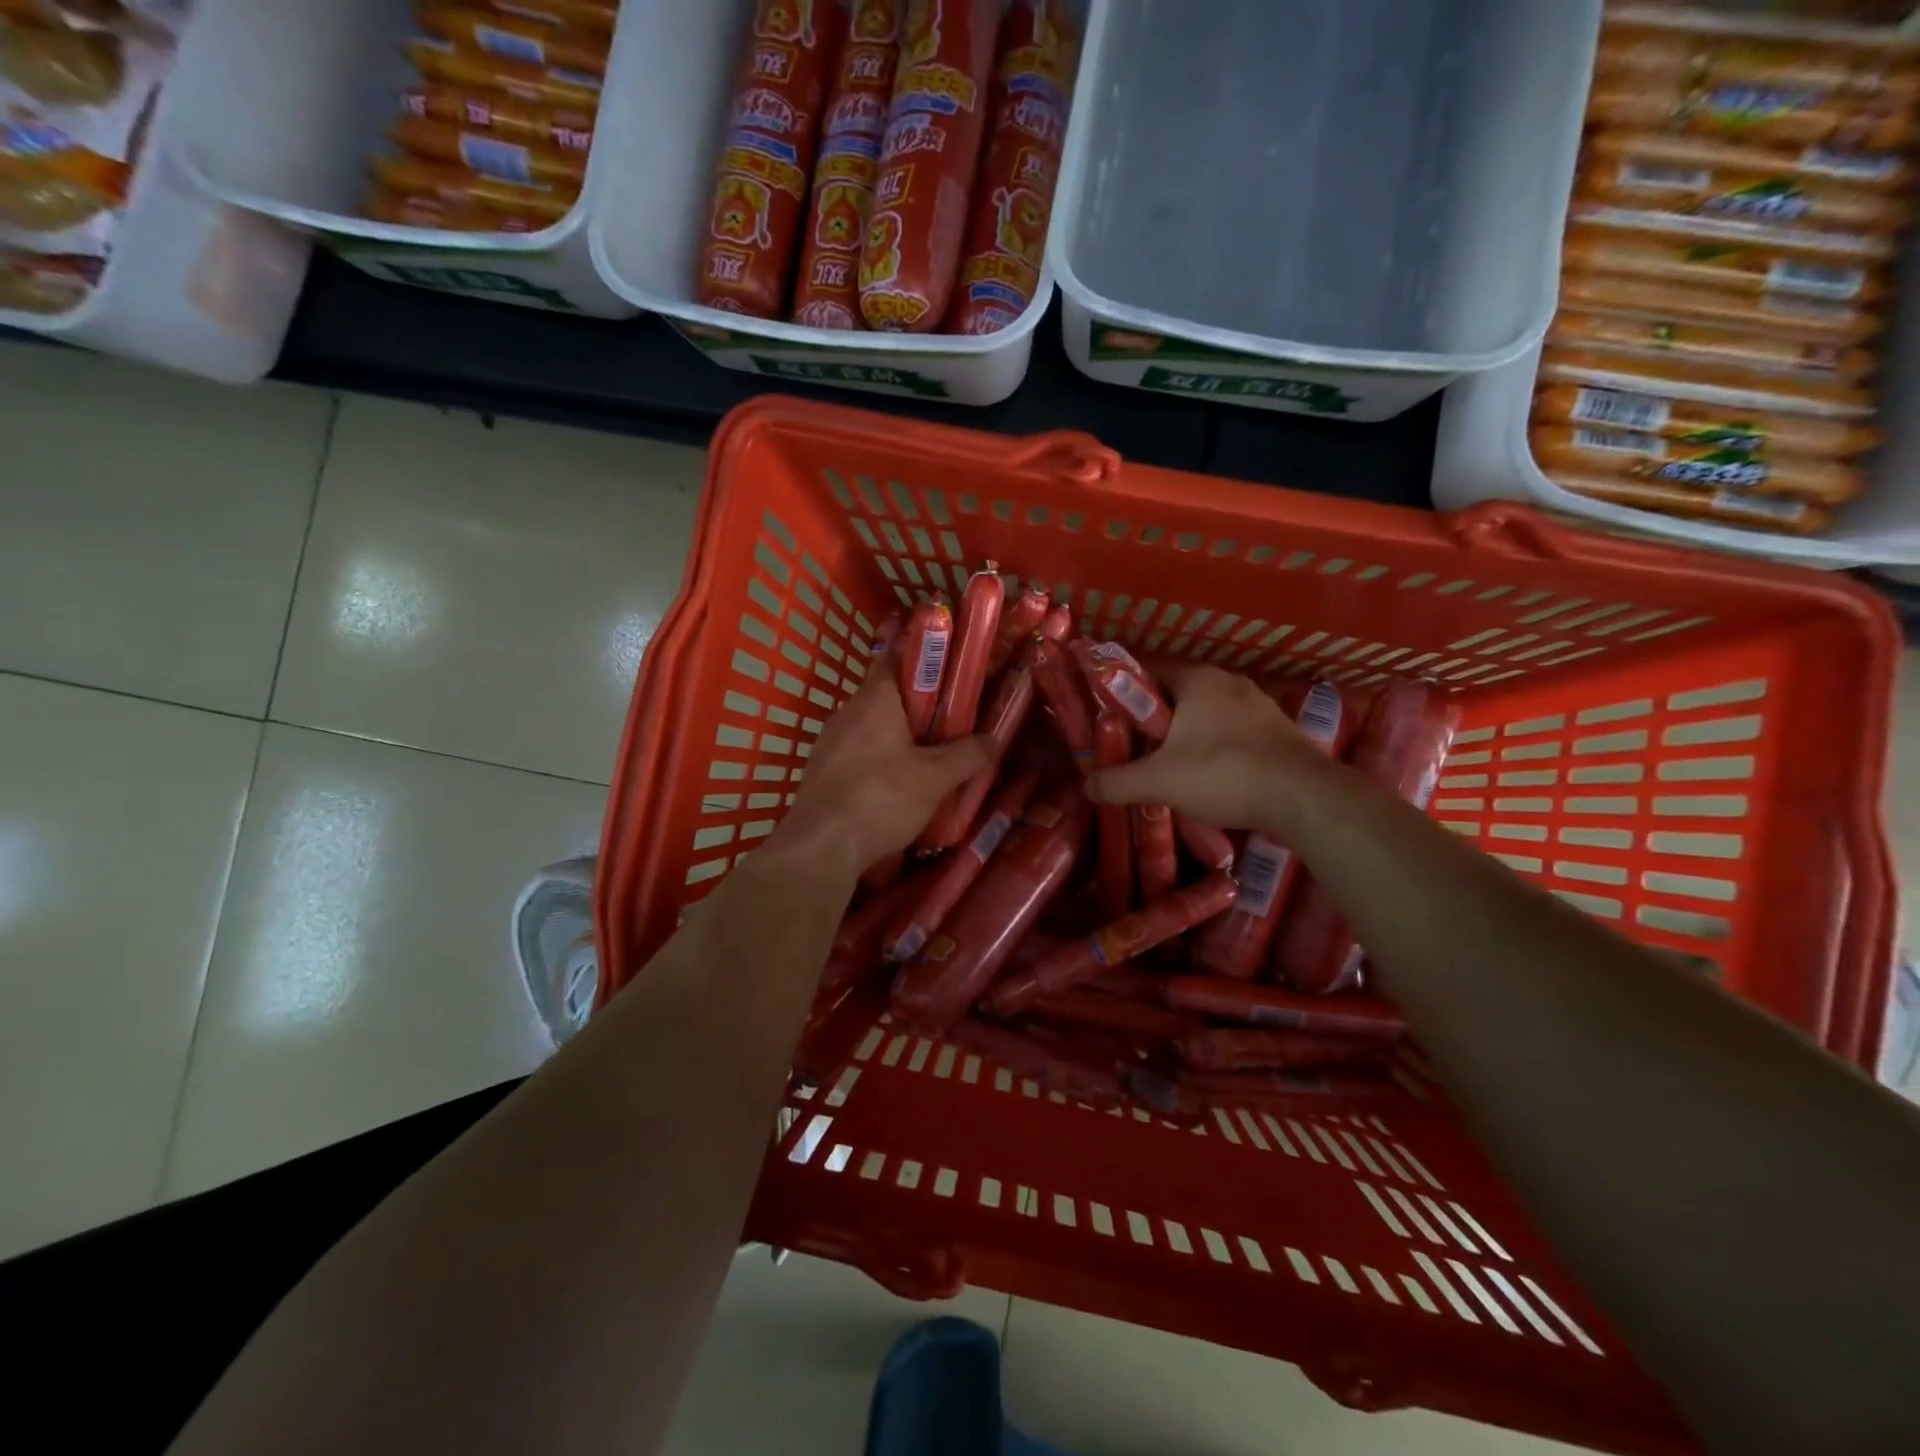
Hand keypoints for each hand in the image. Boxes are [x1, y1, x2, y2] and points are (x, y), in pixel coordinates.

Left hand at [772, 647, 991, 874]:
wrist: (821, 847)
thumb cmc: (881, 799)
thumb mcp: (936, 778)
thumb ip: (968, 755)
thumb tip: (993, 739)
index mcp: (875, 699)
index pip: (896, 659)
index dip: (923, 663)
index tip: (950, 678)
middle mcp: (847, 712)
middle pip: (886, 697)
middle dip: (917, 709)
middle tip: (949, 726)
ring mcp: (829, 742)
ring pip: (871, 728)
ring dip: (897, 739)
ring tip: (927, 761)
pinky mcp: (820, 771)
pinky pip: (856, 755)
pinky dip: (877, 763)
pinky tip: (894, 789)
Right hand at [1085, 662, 1312, 828]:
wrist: (1305, 798)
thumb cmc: (1224, 774)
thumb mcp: (1158, 781)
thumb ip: (1116, 782)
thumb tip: (1085, 786)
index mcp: (1196, 679)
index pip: (1146, 670)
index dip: (1121, 691)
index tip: (1105, 716)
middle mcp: (1228, 681)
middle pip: (1175, 693)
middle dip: (1152, 718)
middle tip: (1131, 745)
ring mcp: (1258, 704)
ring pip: (1205, 713)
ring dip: (1184, 733)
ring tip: (1165, 763)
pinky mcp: (1276, 730)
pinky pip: (1231, 730)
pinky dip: (1213, 746)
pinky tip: (1207, 773)